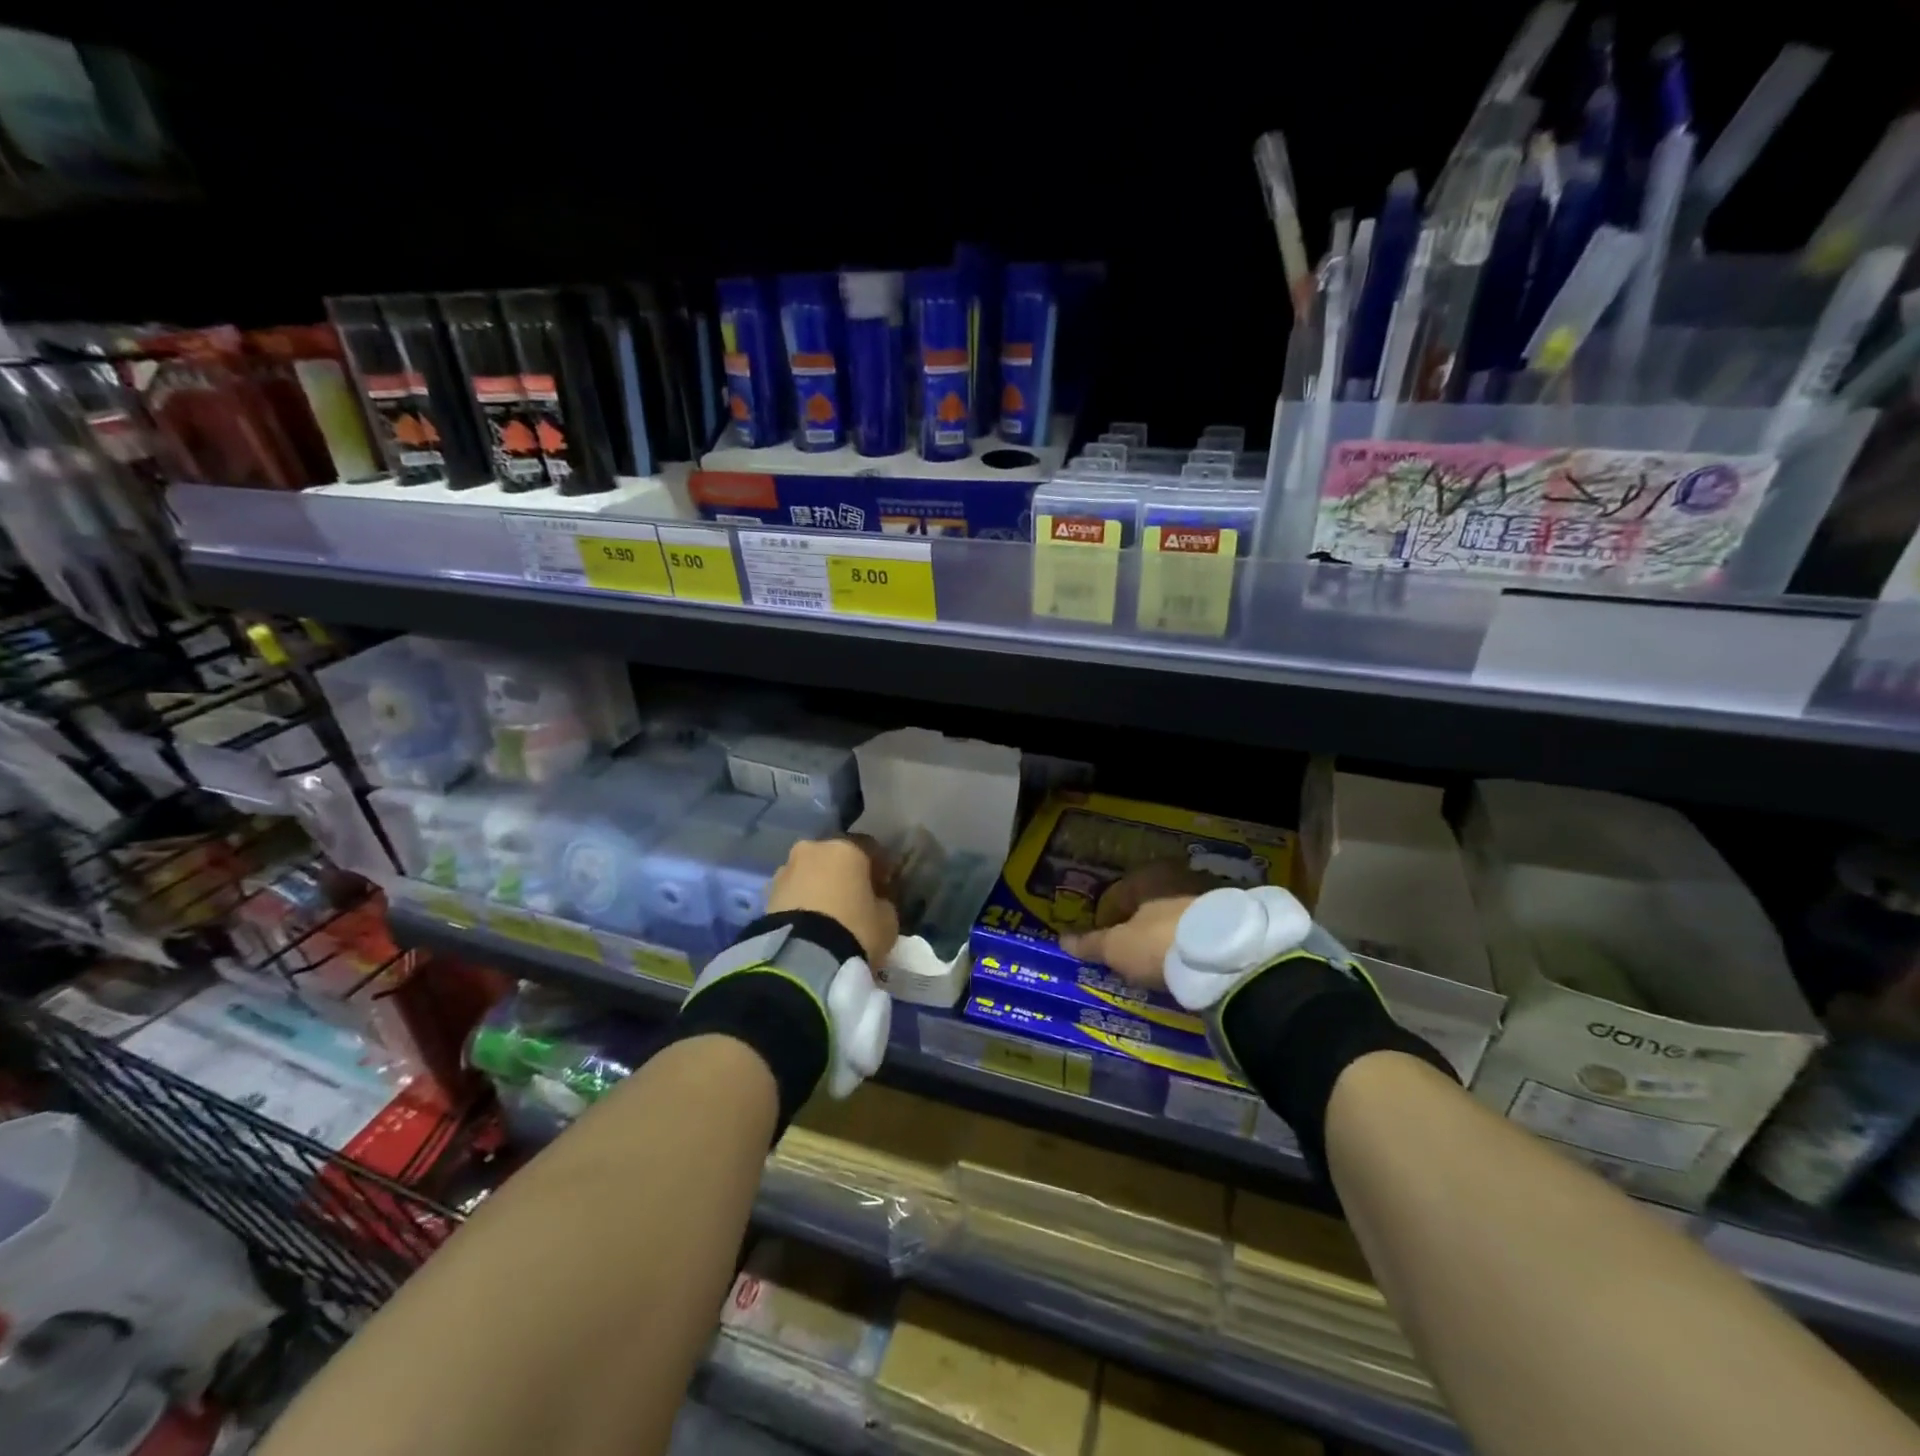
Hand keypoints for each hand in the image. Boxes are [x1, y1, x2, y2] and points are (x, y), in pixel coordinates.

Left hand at [766, 837, 899, 967]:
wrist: (801, 957)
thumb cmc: (854, 929)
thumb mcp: (887, 921)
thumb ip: (883, 904)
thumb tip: (876, 903)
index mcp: (846, 848)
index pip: (870, 848)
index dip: (880, 868)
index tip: (884, 887)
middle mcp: (813, 849)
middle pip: (834, 857)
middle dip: (844, 875)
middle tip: (854, 900)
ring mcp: (786, 870)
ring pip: (810, 874)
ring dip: (819, 888)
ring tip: (828, 916)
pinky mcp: (766, 894)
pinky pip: (793, 893)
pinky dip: (802, 903)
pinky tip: (810, 924)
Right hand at [1061, 860, 1233, 991]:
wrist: (1226, 956)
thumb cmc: (1158, 942)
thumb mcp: (1117, 948)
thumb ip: (1091, 943)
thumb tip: (1062, 940)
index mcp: (1146, 874)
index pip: (1116, 896)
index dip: (1105, 922)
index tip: (1104, 947)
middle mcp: (1177, 874)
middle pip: (1148, 904)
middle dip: (1139, 926)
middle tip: (1132, 955)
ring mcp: (1208, 892)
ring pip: (1176, 915)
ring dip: (1166, 934)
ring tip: (1161, 963)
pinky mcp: (1231, 914)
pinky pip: (1200, 928)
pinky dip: (1190, 942)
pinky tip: (1187, 963)